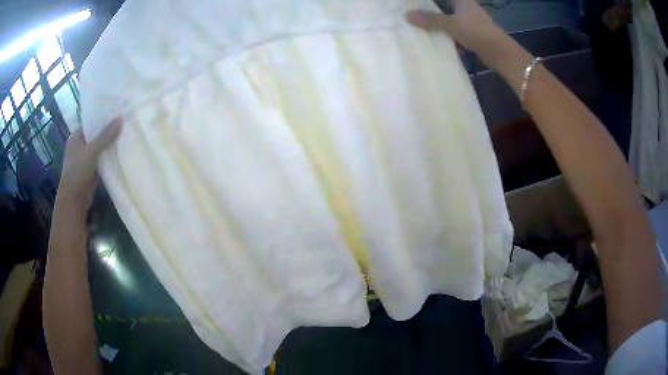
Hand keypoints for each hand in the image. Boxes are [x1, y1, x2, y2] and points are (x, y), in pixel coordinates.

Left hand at [57, 118, 121, 209]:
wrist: (74, 200)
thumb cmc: (77, 172)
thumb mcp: (91, 151)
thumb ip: (106, 136)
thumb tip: (121, 118)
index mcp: (75, 138)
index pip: (90, 123)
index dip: (102, 118)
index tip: (116, 114)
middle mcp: (79, 147)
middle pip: (96, 136)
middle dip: (108, 132)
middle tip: (123, 124)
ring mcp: (84, 160)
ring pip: (99, 149)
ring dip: (109, 146)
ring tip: (124, 136)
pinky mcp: (91, 172)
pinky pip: (101, 161)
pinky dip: (108, 158)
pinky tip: (120, 154)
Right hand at [406, 0, 510, 68]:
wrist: (499, 53)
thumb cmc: (477, 32)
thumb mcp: (452, 24)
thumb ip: (430, 19)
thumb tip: (407, 16)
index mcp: (460, 0)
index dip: (425, 0)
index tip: (411, 4)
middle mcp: (462, 6)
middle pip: (440, 5)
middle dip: (426, 10)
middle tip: (410, 14)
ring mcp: (466, 19)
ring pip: (444, 17)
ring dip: (433, 22)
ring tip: (415, 24)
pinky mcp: (468, 32)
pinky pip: (450, 29)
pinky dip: (442, 32)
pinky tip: (430, 36)